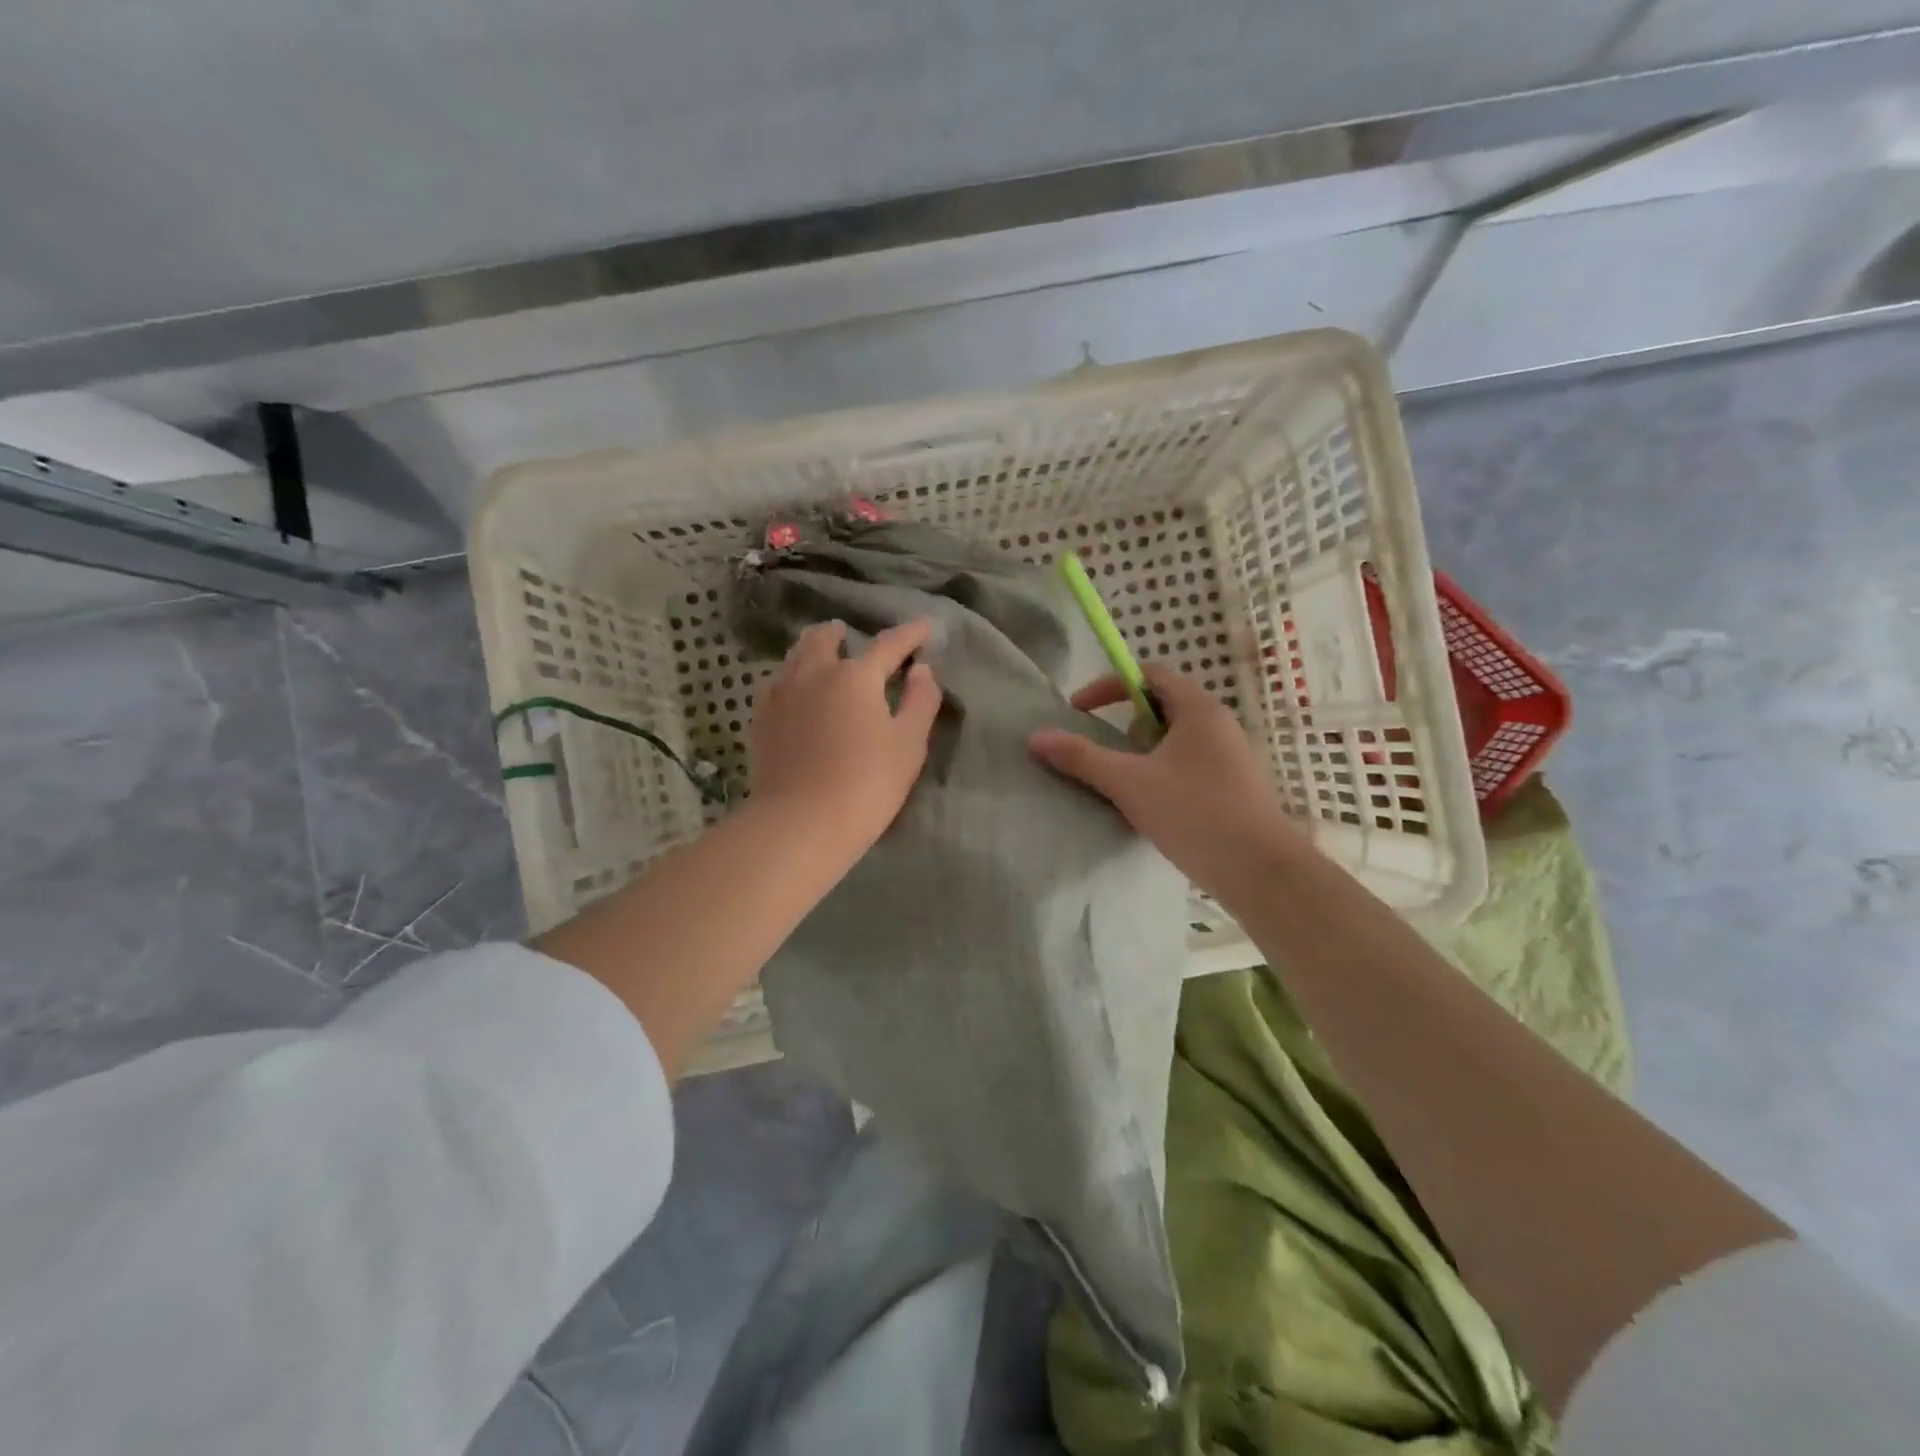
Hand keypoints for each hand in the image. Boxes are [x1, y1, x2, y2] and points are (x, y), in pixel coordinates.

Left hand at [749, 618, 942, 854]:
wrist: (800, 822)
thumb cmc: (866, 784)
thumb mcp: (909, 745)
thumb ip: (920, 702)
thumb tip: (921, 670)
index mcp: (856, 676)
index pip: (888, 645)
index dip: (909, 634)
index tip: (924, 627)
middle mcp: (814, 674)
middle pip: (824, 639)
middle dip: (841, 632)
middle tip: (850, 635)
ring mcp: (781, 695)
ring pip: (795, 656)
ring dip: (812, 649)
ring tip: (821, 655)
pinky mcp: (761, 719)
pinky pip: (776, 683)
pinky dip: (790, 676)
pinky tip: (793, 690)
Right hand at [1028, 664, 1306, 898]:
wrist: (1259, 870)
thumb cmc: (1195, 813)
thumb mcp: (1129, 783)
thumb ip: (1081, 757)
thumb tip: (1035, 737)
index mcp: (1198, 709)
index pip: (1148, 675)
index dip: (1108, 686)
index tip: (1078, 712)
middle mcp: (1218, 724)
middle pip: (1161, 706)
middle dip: (1125, 725)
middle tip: (1107, 754)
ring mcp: (1229, 756)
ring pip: (1174, 739)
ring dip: (1142, 753)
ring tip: (1126, 784)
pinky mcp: (1232, 785)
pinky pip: (1187, 763)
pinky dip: (1161, 773)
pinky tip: (1152, 807)